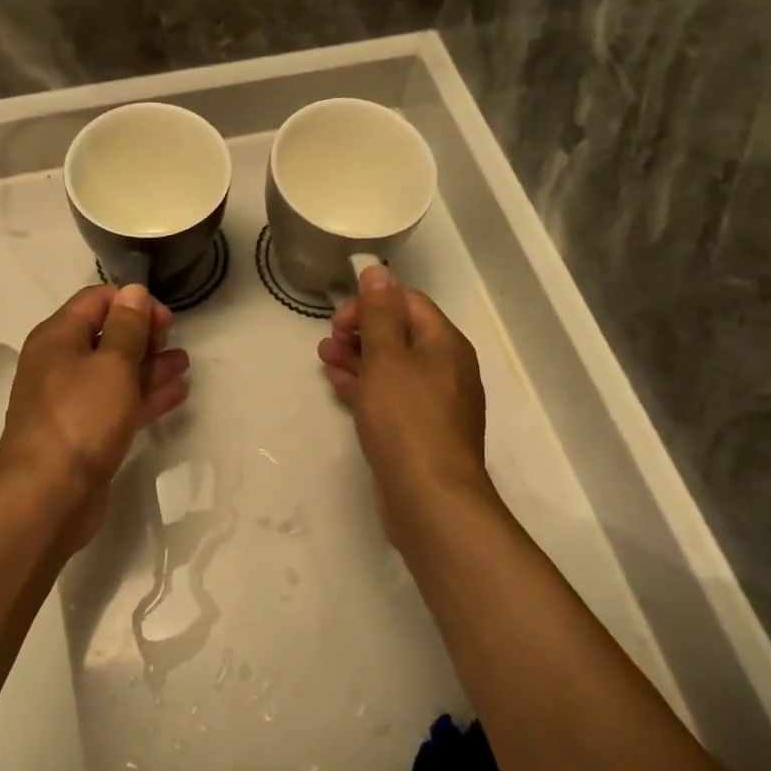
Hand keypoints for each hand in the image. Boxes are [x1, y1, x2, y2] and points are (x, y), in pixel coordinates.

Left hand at [0, 283, 190, 548]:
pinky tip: (176, 392)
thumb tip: (133, 291)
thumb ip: (128, 326)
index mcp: (58, 337)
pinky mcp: (86, 433)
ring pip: (116, 372)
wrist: (47, 496)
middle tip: (173, 342)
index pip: (97, 300)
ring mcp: (72, 401)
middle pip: (106, 335)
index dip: (133, 303)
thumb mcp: (112, 364)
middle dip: (143, 334)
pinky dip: (145, 395)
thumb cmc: (81, 417)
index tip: (165, 320)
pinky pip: (118, 404)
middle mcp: (61, 363)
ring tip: (184, 364)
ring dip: (150, 365)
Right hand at [317, 264, 496, 543]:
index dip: (371, 303)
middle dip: (361, 330)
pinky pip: (392, 396)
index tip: (339, 320)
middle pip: (400, 334)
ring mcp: (435, 402)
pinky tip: (339, 384)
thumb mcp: (386, 358)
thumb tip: (378, 271)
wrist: (430, 499)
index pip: (407, 302)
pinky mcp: (421, 431)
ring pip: (393, 366)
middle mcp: (446, 368)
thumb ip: (379, 313)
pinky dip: (366, 385)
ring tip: (324, 357)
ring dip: (358, 357)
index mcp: (444, 343)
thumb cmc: (406, 420)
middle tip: (328, 340)